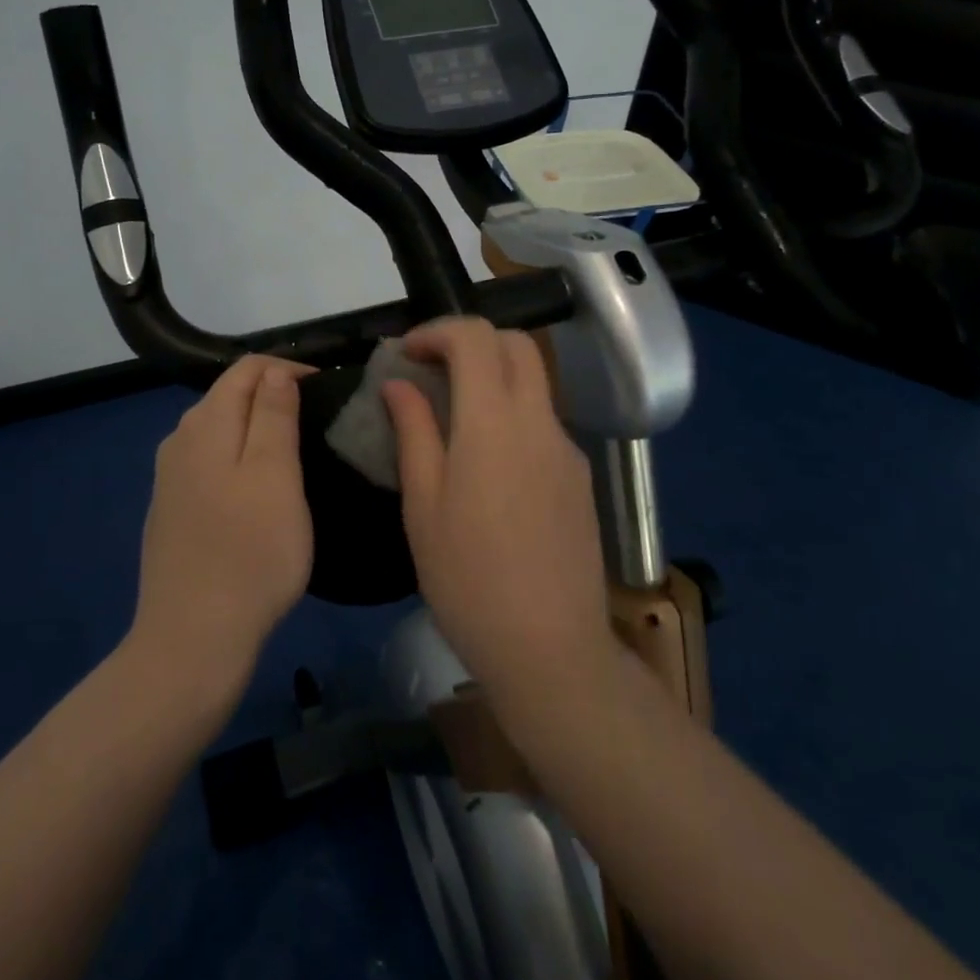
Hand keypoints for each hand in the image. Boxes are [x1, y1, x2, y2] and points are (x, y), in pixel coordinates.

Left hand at [128, 355, 315, 692]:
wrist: (192, 640)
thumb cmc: (249, 553)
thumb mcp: (275, 475)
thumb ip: (273, 415)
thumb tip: (276, 373)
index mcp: (205, 423)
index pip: (247, 369)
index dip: (289, 369)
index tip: (328, 390)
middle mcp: (179, 440)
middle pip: (229, 395)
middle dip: (273, 394)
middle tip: (319, 419)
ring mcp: (170, 478)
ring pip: (219, 430)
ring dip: (257, 427)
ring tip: (297, 448)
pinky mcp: (171, 510)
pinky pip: (210, 462)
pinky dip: (239, 457)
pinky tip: (259, 487)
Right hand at [383, 318, 614, 705]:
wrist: (550, 648)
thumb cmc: (468, 579)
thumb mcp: (423, 505)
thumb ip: (414, 431)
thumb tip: (399, 384)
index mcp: (494, 423)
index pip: (476, 337)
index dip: (438, 330)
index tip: (408, 354)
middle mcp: (540, 421)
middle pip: (517, 344)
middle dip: (471, 341)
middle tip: (432, 372)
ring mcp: (567, 448)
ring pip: (534, 381)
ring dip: (493, 377)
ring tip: (452, 418)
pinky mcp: (580, 476)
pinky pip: (543, 422)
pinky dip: (512, 414)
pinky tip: (488, 465)